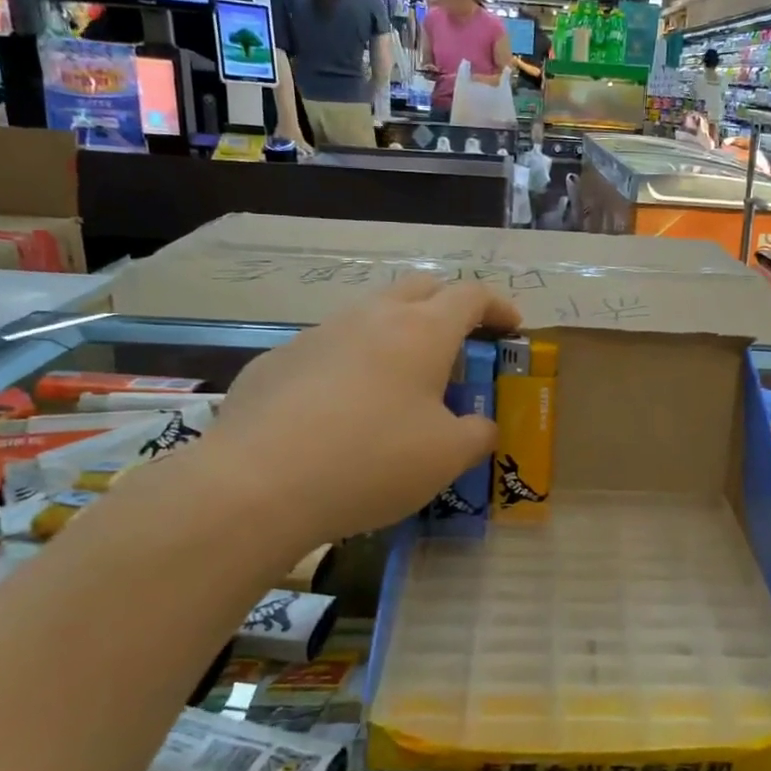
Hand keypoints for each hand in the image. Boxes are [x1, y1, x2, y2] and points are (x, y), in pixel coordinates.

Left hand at [204, 277, 520, 542]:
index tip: (512, 328)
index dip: (498, 306)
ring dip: (395, 334)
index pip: (471, 295)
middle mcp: (370, 317)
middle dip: (447, 305)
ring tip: (399, 382)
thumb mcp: (447, 458)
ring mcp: (318, 334)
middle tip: (459, 343)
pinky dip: (349, 365)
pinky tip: (339, 412)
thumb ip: (476, 435)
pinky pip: (327, 349)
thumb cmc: (372, 461)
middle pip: (419, 287)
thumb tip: (479, 425)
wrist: (258, 484)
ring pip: (368, 315)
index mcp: (422, 331)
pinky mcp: (277, 361)